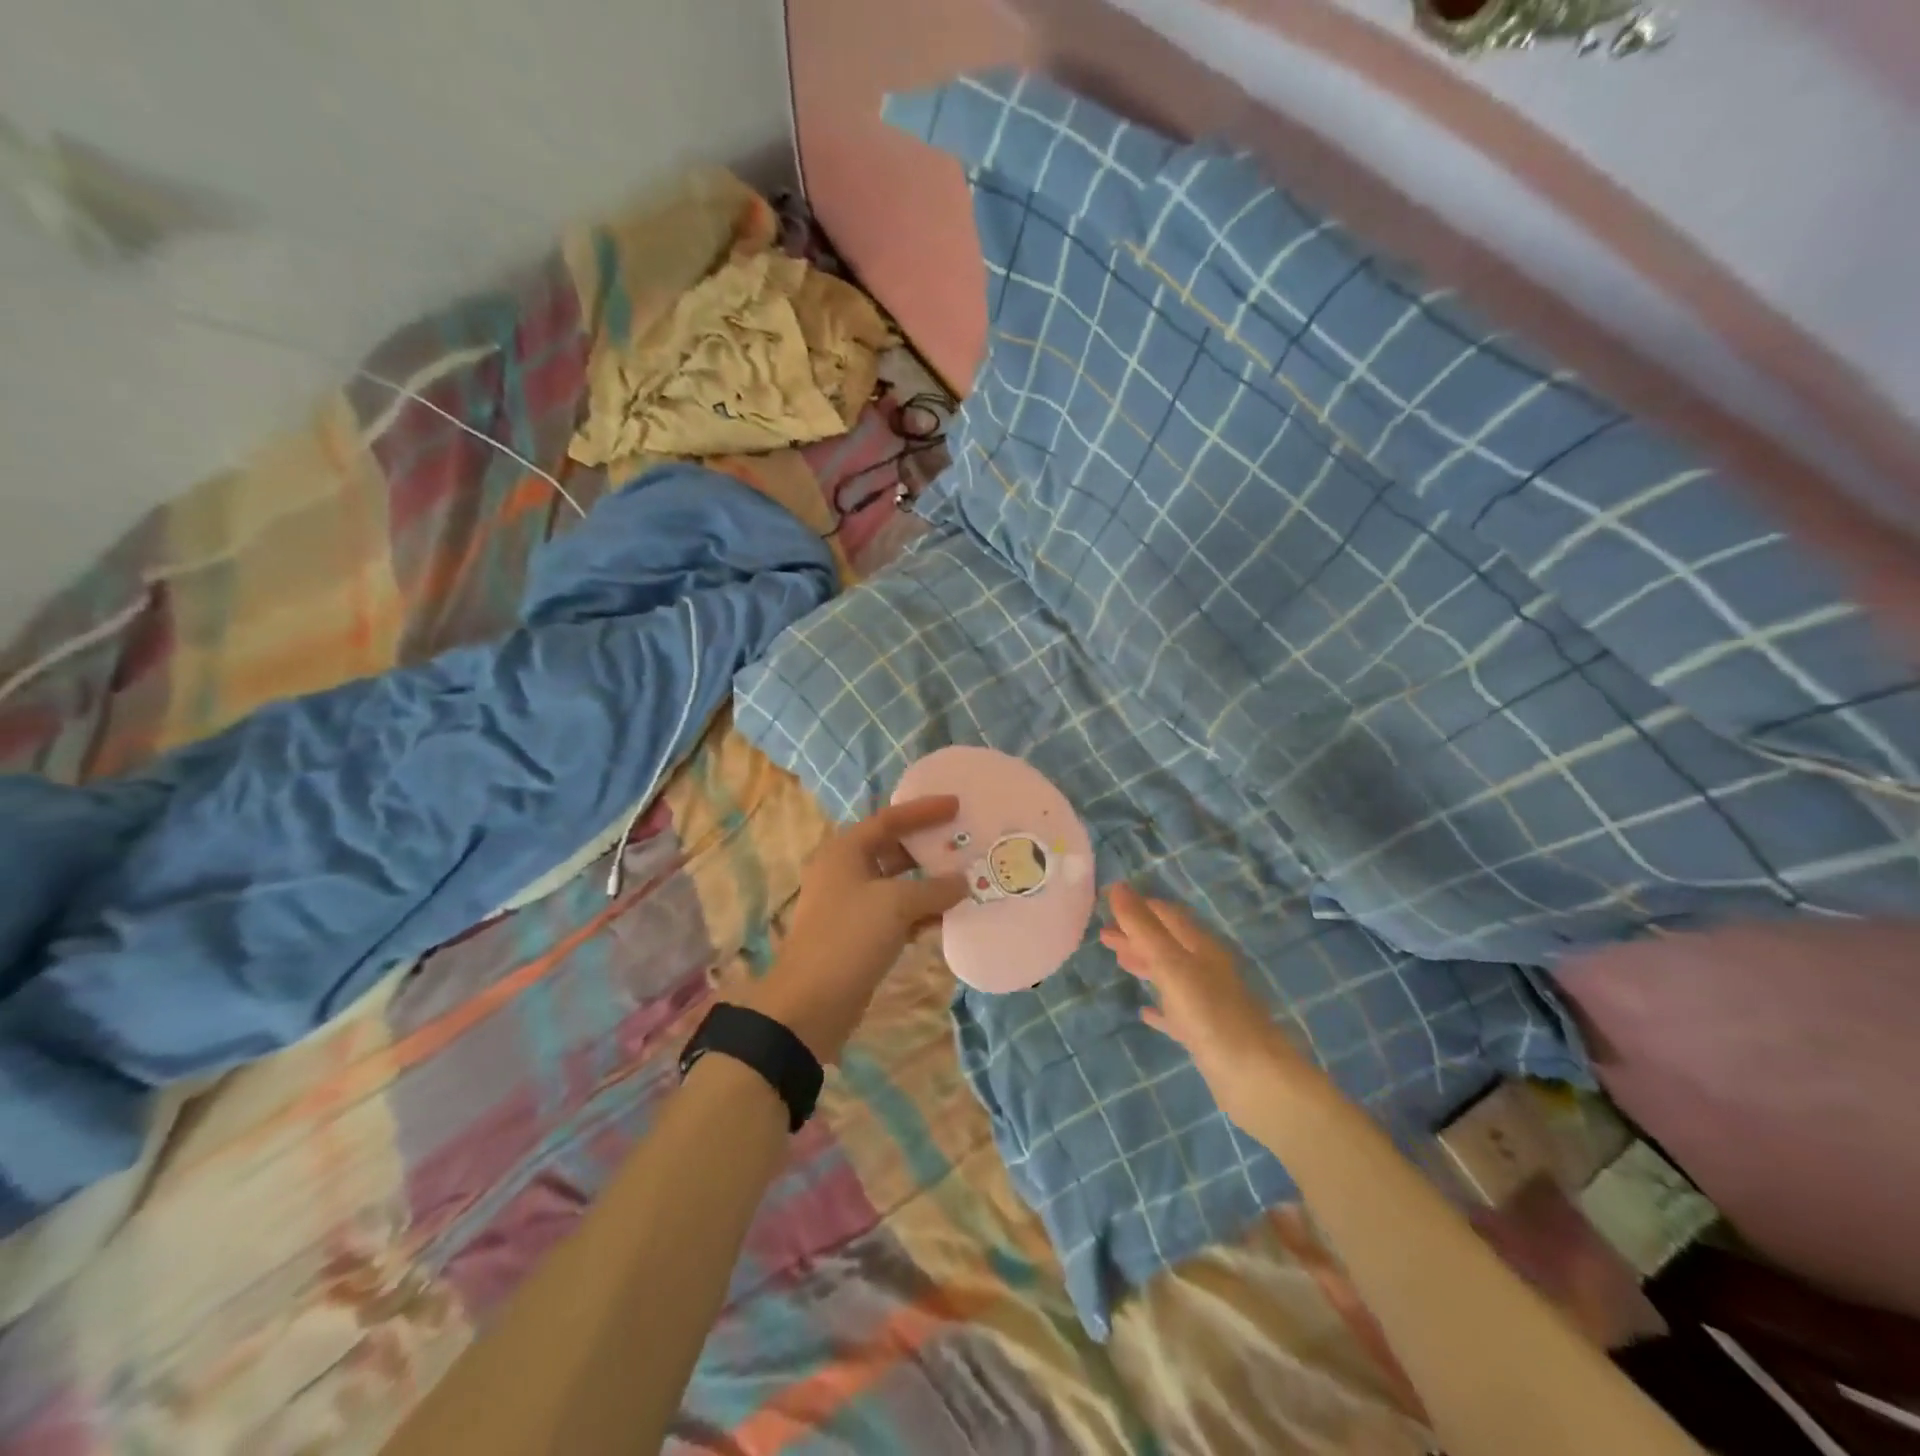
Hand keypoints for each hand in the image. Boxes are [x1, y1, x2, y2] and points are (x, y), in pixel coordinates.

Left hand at [747, 797, 969, 1061]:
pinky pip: (896, 912)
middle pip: (893, 848)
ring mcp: (851, 905)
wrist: (809, 1004)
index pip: (889, 819)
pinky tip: (949, 916)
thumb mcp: (896, 905)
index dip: (924, 811)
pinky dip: (921, 911)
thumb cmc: (848, 938)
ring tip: (966, 877)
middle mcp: (845, 871)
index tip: (957, 805)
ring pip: (897, 883)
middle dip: (928, 847)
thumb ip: (934, 889)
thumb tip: (963, 881)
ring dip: (929, 882)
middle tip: (965, 841)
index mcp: (845, 851)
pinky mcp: (859, 935)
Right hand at [1101, 884, 1325, 1125]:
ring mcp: (1207, 1002)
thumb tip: (1117, 886)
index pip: (1167, 915)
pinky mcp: (1205, 1034)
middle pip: (1167, 943)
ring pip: (1170, 974)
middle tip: (1103, 934)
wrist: (1255, 1078)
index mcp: (1201, 947)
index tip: (1108, 902)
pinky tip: (1144, 1011)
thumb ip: (1144, 928)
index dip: (1139, 906)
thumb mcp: (1171, 964)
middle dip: (1137, 935)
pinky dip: (1158, 1006)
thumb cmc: (1210, 1014)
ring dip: (1144, 964)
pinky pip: (1176, 1012)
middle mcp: (1206, 969)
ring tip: (1118, 961)